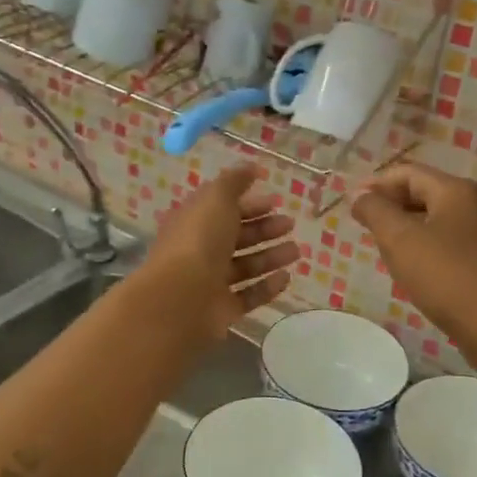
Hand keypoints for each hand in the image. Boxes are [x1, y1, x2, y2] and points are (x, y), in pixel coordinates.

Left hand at [138, 165, 299, 344]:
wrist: (180, 299)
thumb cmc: (198, 242)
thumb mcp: (216, 199)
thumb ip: (234, 181)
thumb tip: (251, 166)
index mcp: (194, 222)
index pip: (223, 209)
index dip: (248, 204)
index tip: (275, 200)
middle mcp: (200, 251)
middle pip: (236, 237)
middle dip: (263, 229)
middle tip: (290, 224)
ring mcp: (210, 283)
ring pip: (245, 267)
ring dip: (270, 257)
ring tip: (296, 251)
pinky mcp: (222, 310)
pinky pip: (248, 296)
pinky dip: (267, 287)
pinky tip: (286, 278)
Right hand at [352, 161, 476, 364]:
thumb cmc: (447, 277)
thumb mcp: (400, 240)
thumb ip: (375, 211)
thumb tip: (358, 195)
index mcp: (455, 190)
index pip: (407, 173)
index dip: (375, 185)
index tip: (350, 207)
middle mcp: (474, 204)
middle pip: (423, 192)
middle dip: (390, 205)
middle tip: (363, 228)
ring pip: (434, 219)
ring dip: (405, 228)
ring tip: (382, 249)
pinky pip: (447, 243)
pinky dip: (424, 247)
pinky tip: (413, 270)